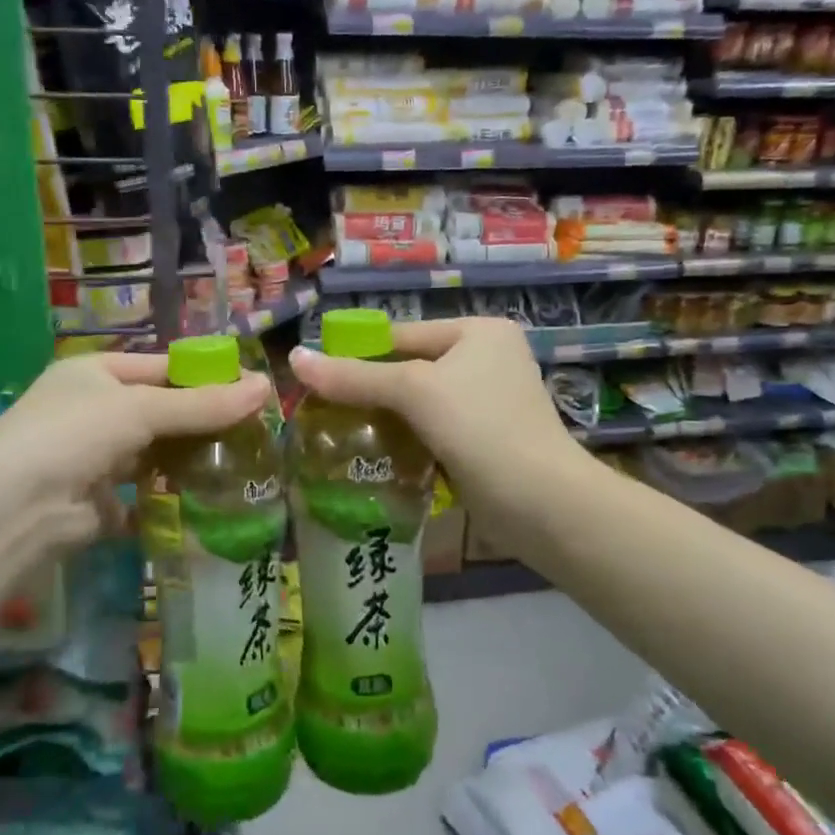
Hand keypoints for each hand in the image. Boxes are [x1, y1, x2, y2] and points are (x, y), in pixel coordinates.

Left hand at [0, 352, 270, 578]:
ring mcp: (95, 459)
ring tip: (246, 464)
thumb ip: (202, 404)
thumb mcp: (141, 409)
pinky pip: (146, 496)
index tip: (252, 389)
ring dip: (192, 460)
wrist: (14, 509)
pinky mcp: (100, 504)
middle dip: (204, 421)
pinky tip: (214, 500)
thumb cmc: (74, 434)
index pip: (162, 368)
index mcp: (96, 374)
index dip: (206, 376)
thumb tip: (265, 386)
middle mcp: (94, 412)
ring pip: (156, 454)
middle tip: (257, 431)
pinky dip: (173, 498)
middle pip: (162, 412)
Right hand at [288, 318, 579, 536]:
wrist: (541, 503)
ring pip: (419, 404)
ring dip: (384, 419)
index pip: (401, 335)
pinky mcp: (484, 440)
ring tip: (336, 433)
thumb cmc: (480, 428)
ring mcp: (488, 402)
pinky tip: (371, 455)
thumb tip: (293, 359)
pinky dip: (405, 440)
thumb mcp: (414, 392)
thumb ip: (354, 376)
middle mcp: (487, 359)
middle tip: (321, 410)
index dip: (356, 354)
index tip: (314, 377)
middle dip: (368, 390)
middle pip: (409, 369)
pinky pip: (432, 430)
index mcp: (478, 332)